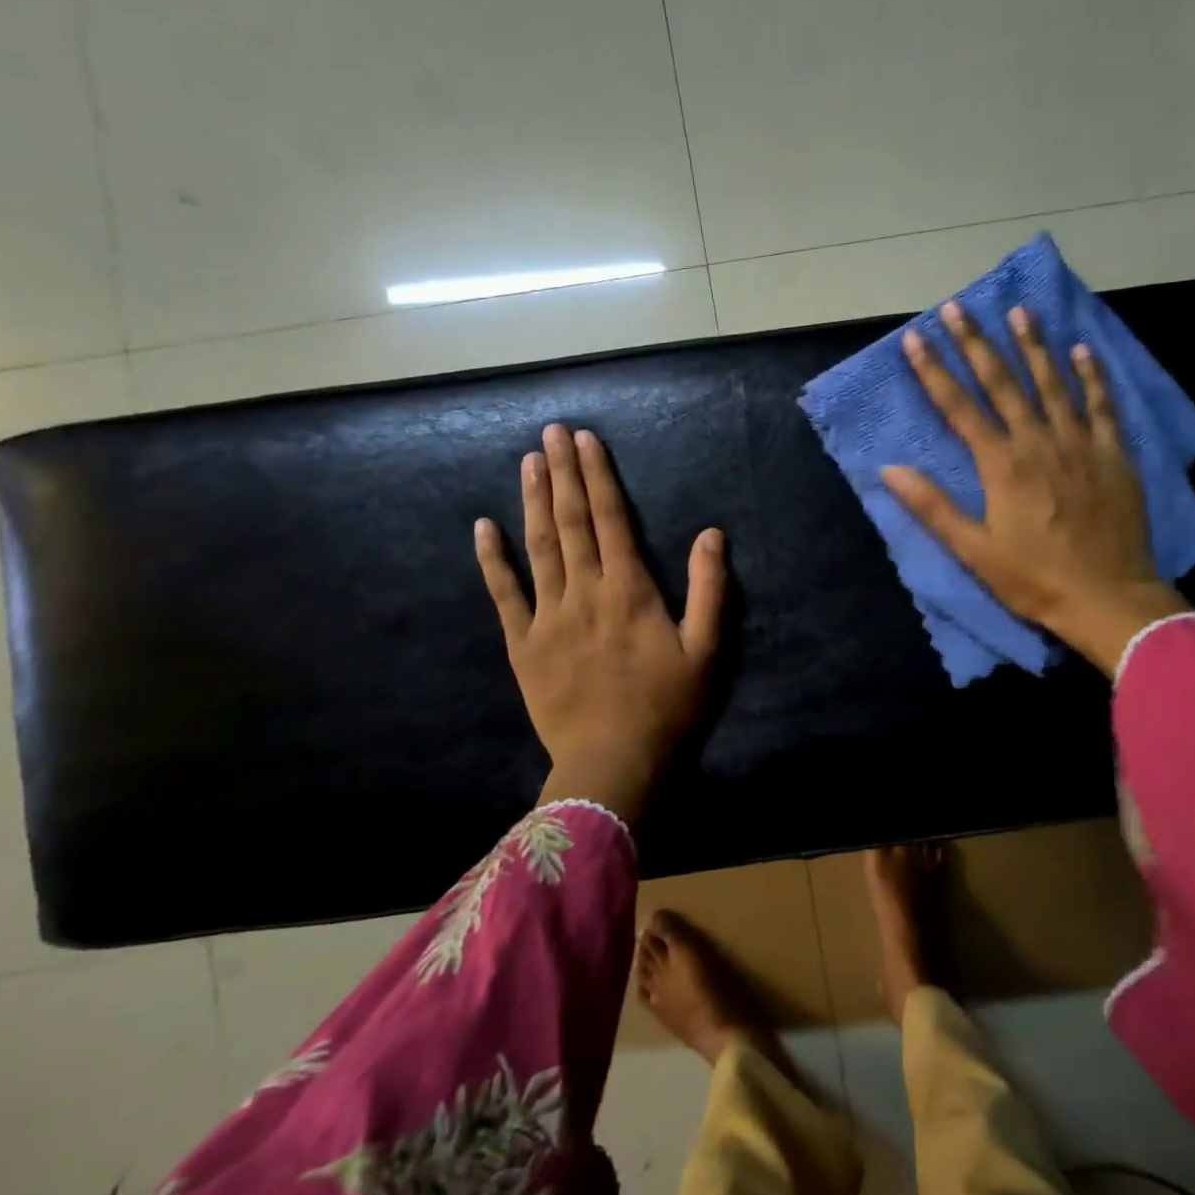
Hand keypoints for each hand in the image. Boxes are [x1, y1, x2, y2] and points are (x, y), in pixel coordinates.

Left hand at [475, 424, 725, 821]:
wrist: (613, 763)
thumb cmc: (667, 708)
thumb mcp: (706, 650)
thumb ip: (710, 589)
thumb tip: (711, 534)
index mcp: (630, 590)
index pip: (612, 519)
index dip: (599, 476)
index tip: (586, 439)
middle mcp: (585, 592)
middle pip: (571, 522)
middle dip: (563, 473)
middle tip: (552, 431)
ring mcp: (548, 616)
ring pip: (538, 547)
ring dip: (533, 501)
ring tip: (528, 461)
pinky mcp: (523, 644)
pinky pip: (504, 594)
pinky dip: (493, 559)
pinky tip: (483, 527)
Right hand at [881, 302, 1188, 674]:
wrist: (1108, 598)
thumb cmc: (1034, 579)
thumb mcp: (973, 551)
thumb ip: (933, 507)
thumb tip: (890, 470)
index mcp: (1002, 465)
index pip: (959, 408)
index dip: (934, 372)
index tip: (914, 338)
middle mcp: (1039, 442)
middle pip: (1003, 383)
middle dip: (977, 343)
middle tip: (958, 307)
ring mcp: (1081, 444)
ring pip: (1053, 383)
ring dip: (1034, 346)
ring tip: (1019, 311)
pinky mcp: (1114, 455)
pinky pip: (1103, 405)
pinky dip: (1093, 376)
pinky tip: (1083, 349)